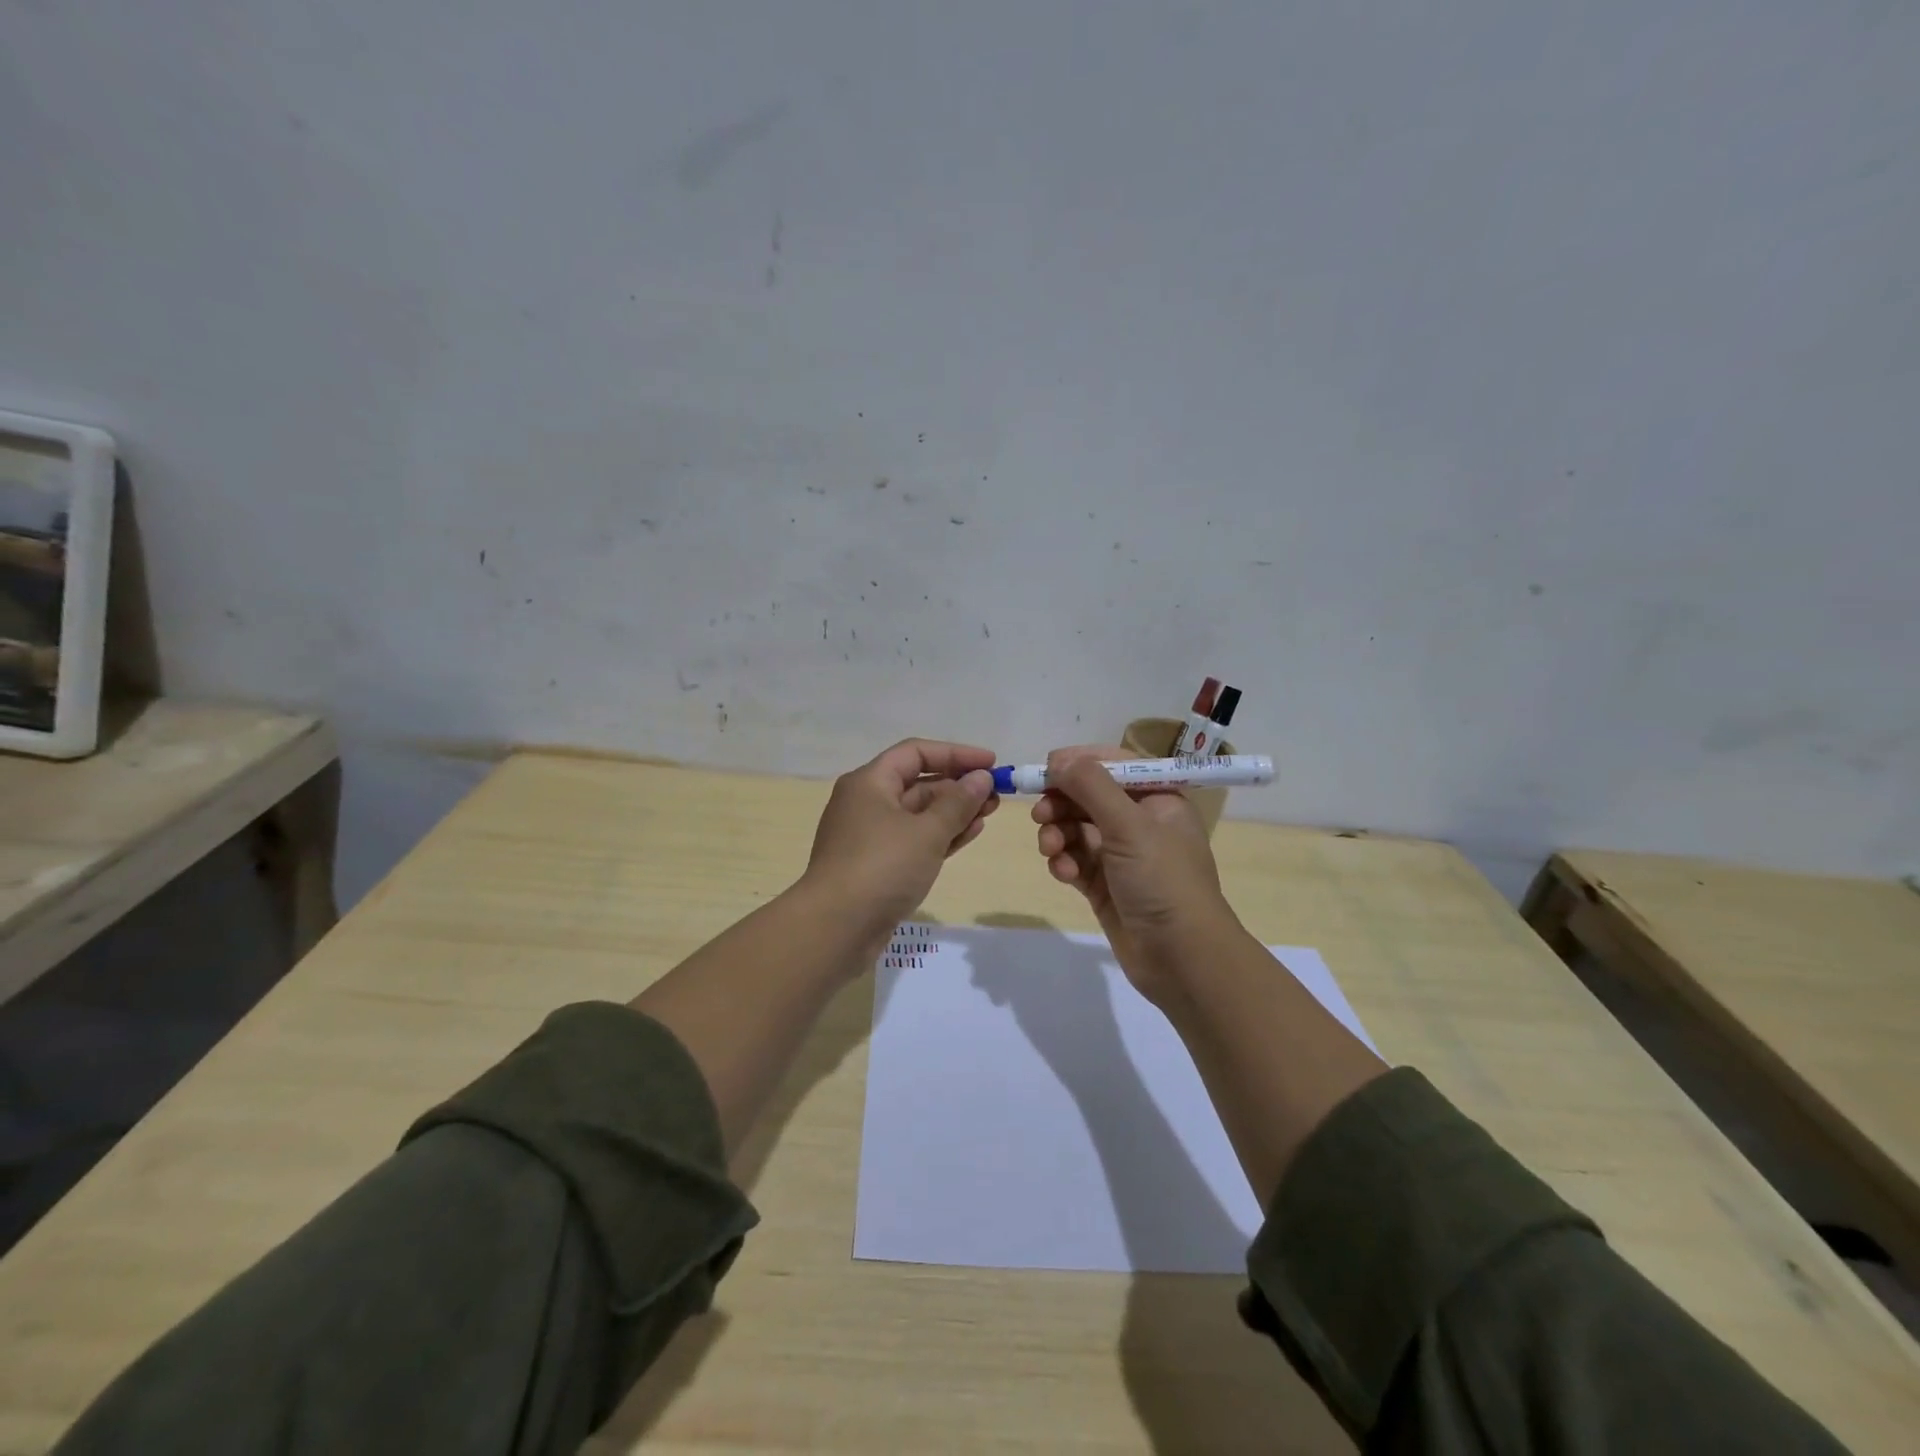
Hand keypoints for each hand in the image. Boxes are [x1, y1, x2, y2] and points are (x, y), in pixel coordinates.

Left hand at [800, 738, 999, 941]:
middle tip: (996, 794)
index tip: (991, 763)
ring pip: (918, 814)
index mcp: (869, 782)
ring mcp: (870, 837)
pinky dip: (941, 835)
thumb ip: (958, 803)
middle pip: (918, 783)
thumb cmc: (881, 868)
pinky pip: (914, 840)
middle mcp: (866, 803)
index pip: (916, 752)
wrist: (835, 929)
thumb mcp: (927, 832)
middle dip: (958, 786)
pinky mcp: (876, 866)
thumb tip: (981, 778)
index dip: (956, 754)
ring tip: (990, 813)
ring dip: (954, 812)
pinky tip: (969, 834)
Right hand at [1032, 745, 1235, 1003]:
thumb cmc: (1163, 880)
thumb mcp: (1129, 825)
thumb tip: (1059, 759)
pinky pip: (1075, 860)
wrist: (1182, 958)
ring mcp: (1122, 856)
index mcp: (1158, 799)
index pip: (1114, 765)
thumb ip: (1091, 786)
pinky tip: (1064, 874)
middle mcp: (1140, 822)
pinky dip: (1065, 863)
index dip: (1080, 763)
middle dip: (1062, 803)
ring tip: (1050, 849)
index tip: (1046, 768)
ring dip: (1058, 834)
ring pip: (1077, 830)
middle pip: (1089, 797)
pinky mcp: (1105, 885)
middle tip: (1040, 814)